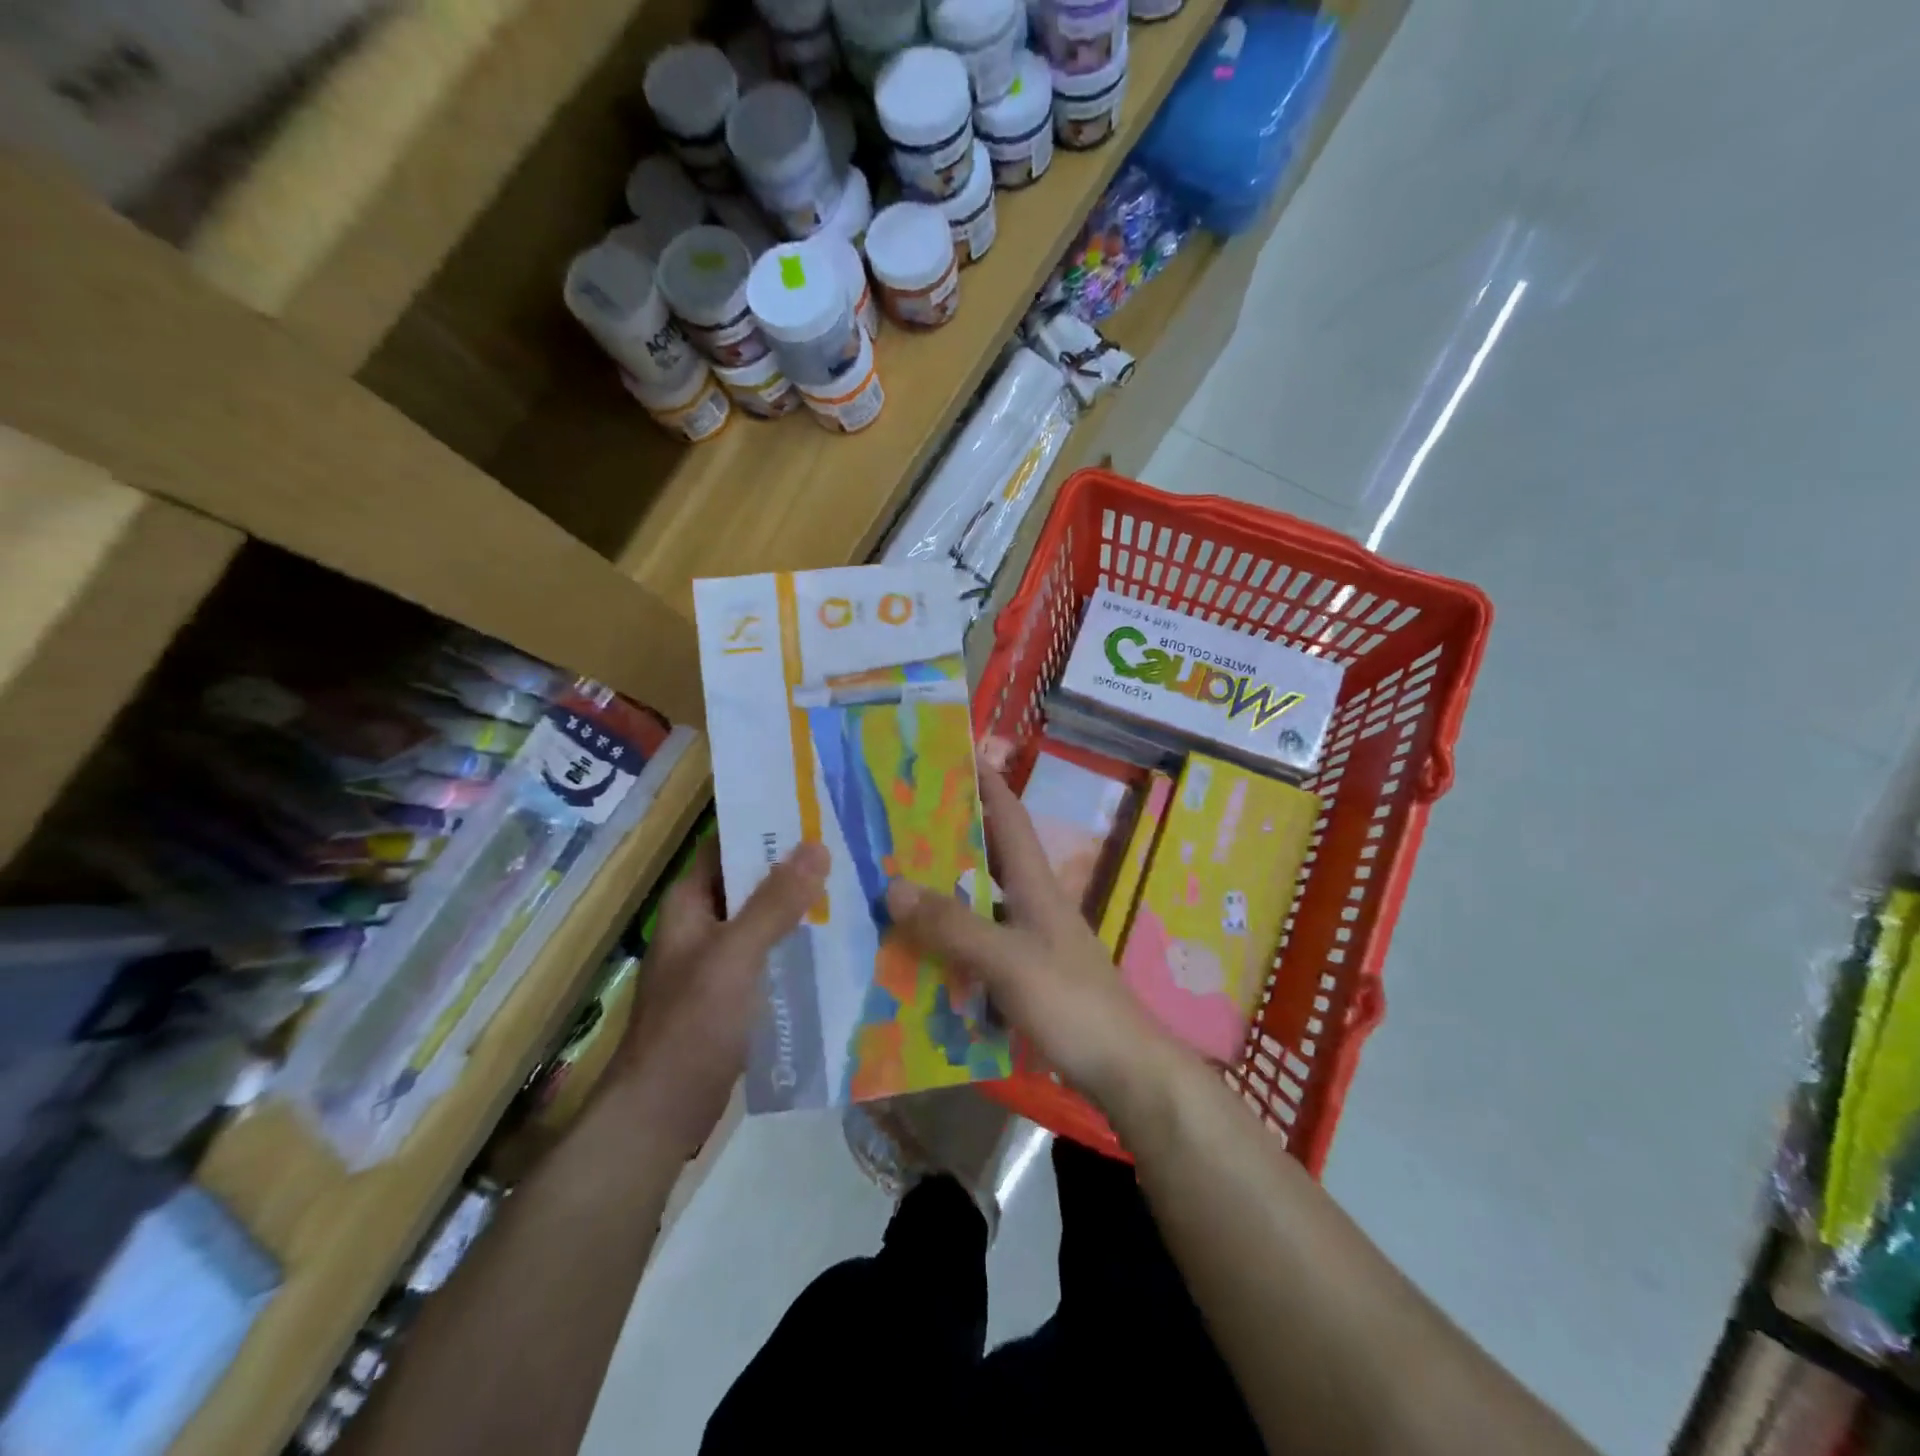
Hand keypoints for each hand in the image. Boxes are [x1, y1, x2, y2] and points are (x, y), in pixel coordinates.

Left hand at [614, 839, 829, 1154]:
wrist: (661, 1114)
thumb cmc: (692, 1025)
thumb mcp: (735, 956)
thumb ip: (774, 903)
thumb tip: (817, 846)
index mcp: (691, 903)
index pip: (730, 845)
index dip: (769, 826)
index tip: (818, 811)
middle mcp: (703, 923)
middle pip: (753, 881)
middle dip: (796, 866)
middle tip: (851, 846)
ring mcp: (719, 959)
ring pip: (765, 918)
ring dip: (802, 905)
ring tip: (856, 885)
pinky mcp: (736, 992)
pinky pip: (772, 954)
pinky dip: (799, 943)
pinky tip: (839, 941)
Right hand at [883, 762, 1175, 1111]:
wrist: (1124, 1070)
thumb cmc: (1072, 1003)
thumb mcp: (1008, 960)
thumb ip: (953, 925)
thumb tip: (892, 885)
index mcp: (1034, 884)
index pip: (1009, 816)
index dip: (985, 782)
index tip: (952, 754)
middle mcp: (1032, 903)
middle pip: (988, 855)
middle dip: (950, 834)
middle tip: (897, 822)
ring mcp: (1030, 941)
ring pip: (979, 902)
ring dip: (943, 891)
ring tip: (892, 882)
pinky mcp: (1025, 976)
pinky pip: (978, 945)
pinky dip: (950, 941)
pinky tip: (916, 952)